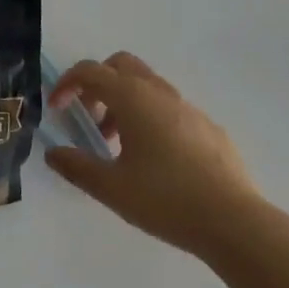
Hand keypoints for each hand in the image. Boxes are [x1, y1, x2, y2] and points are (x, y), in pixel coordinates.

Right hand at [45, 52, 263, 258]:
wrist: (235, 222)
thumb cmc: (166, 199)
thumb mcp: (112, 188)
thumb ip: (77, 167)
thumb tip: (53, 153)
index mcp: (132, 97)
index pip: (90, 71)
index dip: (67, 84)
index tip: (56, 108)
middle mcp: (158, 91)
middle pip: (120, 65)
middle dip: (98, 83)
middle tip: (90, 116)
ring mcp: (188, 107)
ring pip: (147, 86)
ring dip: (125, 103)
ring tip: (119, 145)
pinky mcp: (209, 127)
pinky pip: (171, 109)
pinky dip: (152, 119)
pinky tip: (157, 160)